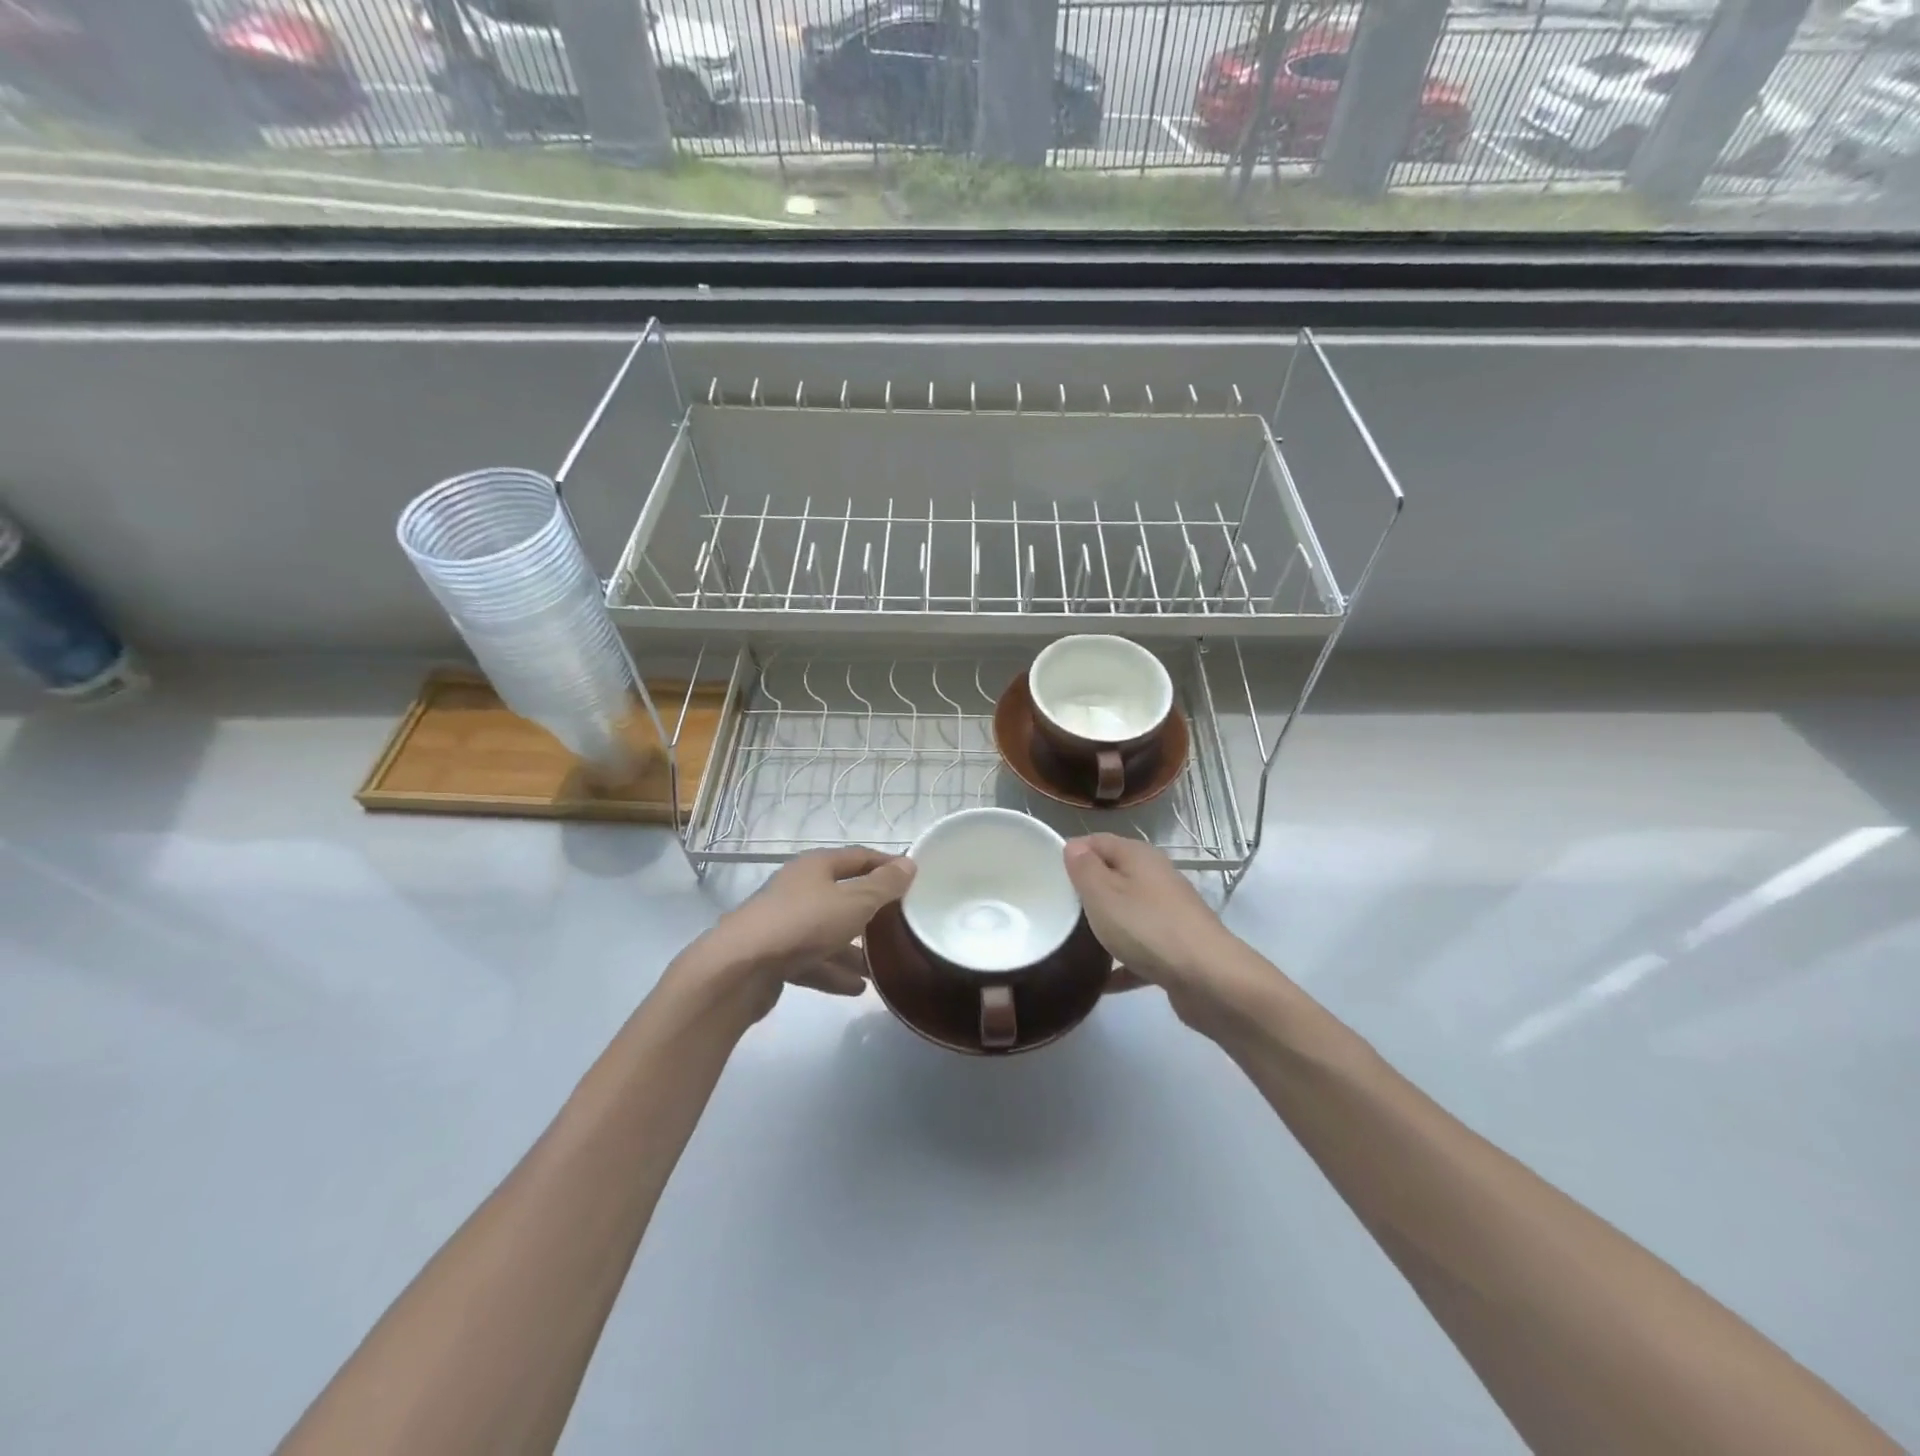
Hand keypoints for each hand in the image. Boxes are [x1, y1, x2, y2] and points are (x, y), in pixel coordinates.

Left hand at [677, 847, 915, 1023]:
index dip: (885, 864)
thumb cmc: (803, 923)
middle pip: (841, 896)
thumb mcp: (853, 903)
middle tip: (900, 924)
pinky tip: (857, 989)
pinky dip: (834, 972)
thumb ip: (883, 886)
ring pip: (827, 933)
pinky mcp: (774, 956)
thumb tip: (909, 864)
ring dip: (853, 949)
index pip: (858, 857)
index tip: (912, 877)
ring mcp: (784, 924)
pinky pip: (812, 961)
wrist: (739, 968)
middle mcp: (798, 890)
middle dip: (870, 912)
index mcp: (816, 867)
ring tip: (881, 966)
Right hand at [1064, 834, 1273, 1035]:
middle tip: (1056, 910)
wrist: (1209, 978)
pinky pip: (1140, 949)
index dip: (1072, 852)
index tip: (1046, 875)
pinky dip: (1122, 962)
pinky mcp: (1176, 948)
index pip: (1098, 841)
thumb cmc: (1146, 927)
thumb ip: (1084, 868)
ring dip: (1105, 926)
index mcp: (1139, 856)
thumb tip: (1074, 846)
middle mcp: (1156, 878)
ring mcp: (1169, 913)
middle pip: (1114, 876)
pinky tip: (1102, 981)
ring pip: (1127, 912)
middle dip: (1086, 891)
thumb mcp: (1102, 893)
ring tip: (1073, 943)